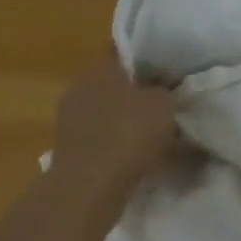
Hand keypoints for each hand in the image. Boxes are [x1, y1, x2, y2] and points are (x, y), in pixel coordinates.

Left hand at [50, 54, 180, 215]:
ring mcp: (70, 121)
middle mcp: (80, 86)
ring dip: (129, 122)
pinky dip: (119, 146)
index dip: (149, 56)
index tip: (170, 68)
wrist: (88, 191)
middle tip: (168, 101)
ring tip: (159, 134)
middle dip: (140, 92)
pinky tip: (140, 157)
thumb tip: (171, 90)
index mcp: (99, 66)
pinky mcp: (69, 152)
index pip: (126, 50)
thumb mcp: (165, 103)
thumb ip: (170, 91)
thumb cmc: (128, 133)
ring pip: (109, 113)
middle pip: (116, 83)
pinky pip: (102, 140)